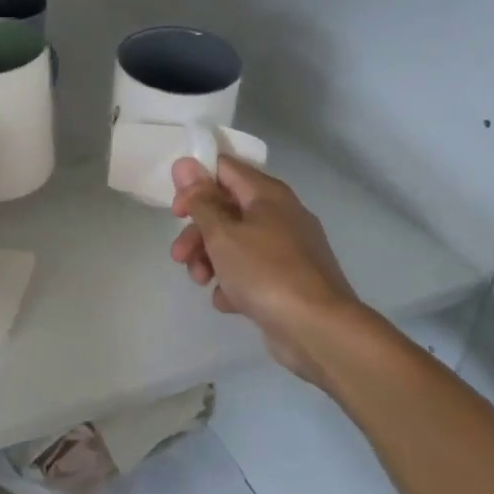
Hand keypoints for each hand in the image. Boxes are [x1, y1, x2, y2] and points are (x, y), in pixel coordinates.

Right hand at [169, 155, 364, 390]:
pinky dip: (234, 283)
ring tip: (200, 280)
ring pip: (235, 243)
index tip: (176, 209)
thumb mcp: (222, 233)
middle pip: (226, 210)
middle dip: (197, 232)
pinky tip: (228, 300)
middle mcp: (279, 215)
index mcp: (268, 195)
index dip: (195, 183)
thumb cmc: (265, 272)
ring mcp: (286, 250)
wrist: (317, 329)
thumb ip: (200, 200)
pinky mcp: (286, 281)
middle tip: (179, 254)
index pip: (224, 169)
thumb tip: (185, 163)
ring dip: (209, 259)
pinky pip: (250, 272)